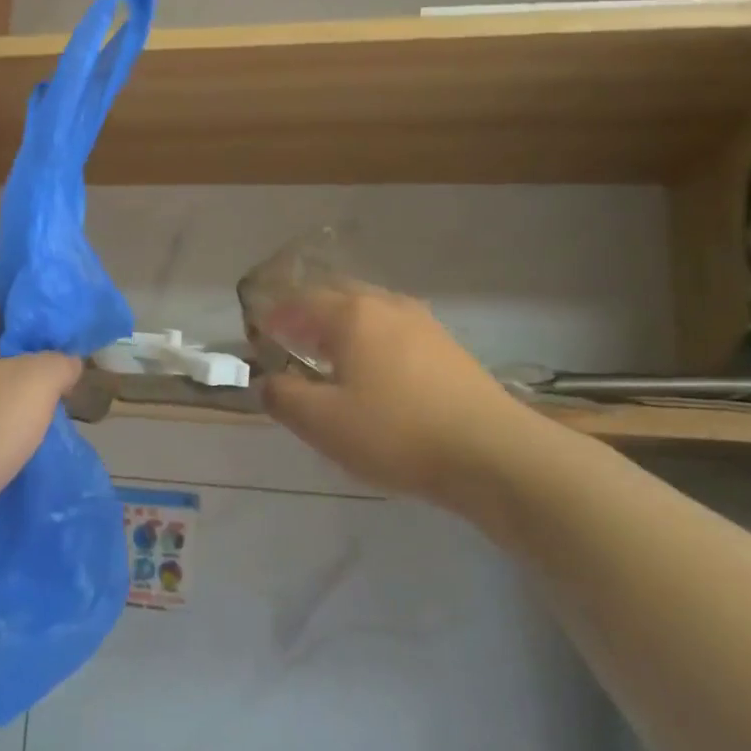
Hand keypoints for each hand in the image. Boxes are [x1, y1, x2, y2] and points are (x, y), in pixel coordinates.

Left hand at [0, 316, 81, 547]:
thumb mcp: (36, 384)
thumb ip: (60, 363)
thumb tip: (67, 361)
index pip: (13, 319)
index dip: (46, 334)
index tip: (73, 359)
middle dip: (32, 381)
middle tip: (63, 401)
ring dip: (11, 416)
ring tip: (42, 435)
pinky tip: (7, 462)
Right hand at [259, 283, 535, 519]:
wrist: (492, 453)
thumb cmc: (396, 432)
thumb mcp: (322, 422)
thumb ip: (283, 397)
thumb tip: (268, 382)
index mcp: (353, 314)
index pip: (302, 301)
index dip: (275, 315)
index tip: (258, 332)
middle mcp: (389, 307)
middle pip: (338, 297)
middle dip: (309, 314)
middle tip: (290, 338)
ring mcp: (424, 325)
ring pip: (371, 313)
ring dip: (342, 327)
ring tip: (328, 356)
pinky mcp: (449, 349)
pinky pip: (395, 333)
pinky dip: (371, 342)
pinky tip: (374, 373)